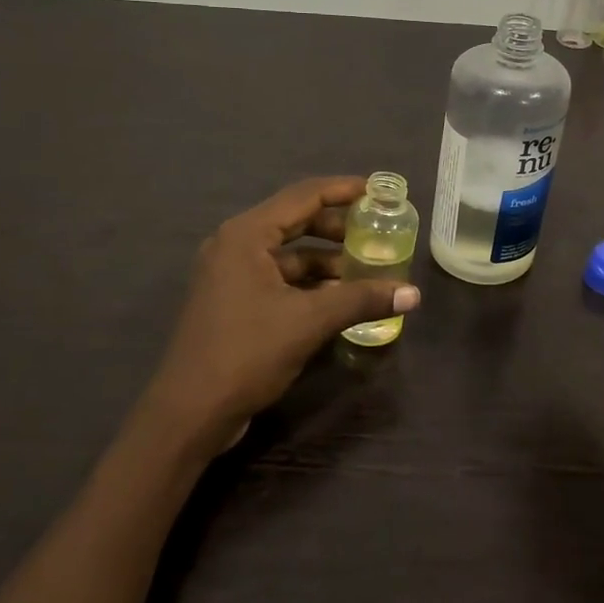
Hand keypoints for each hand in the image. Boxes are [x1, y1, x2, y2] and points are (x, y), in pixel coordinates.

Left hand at [144, 177, 419, 450]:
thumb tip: (413, 293)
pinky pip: (279, 278)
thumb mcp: (309, 322)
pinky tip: (339, 298)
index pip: (303, 196)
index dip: (344, 189)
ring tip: (365, 270)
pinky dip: (309, 283)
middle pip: (295, 221)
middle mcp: (234, 245)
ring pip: (288, 254)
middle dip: (338, 227)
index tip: (378, 191)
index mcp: (246, 235)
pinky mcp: (233, 301)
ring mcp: (230, 275)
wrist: (190, 413)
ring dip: (326, 260)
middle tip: (376, 231)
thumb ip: (361, 300)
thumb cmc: (246, 353)